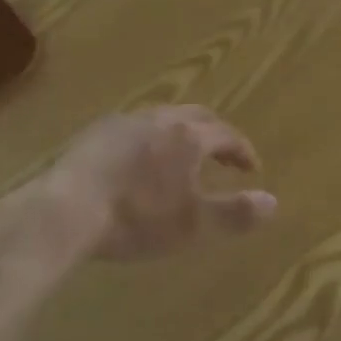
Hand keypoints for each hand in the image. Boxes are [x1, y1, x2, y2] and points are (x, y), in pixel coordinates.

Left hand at [40, 105, 277, 261]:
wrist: (66, 209)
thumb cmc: (135, 218)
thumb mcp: (192, 224)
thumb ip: (234, 212)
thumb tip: (273, 201)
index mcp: (188, 137)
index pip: (226, 134)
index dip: (242, 150)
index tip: (251, 168)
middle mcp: (162, 118)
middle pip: (198, 116)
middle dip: (215, 132)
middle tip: (223, 153)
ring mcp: (127, 120)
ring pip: (165, 117)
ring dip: (182, 132)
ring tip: (182, 154)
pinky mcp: (98, 131)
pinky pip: (136, 126)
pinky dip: (151, 137)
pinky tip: (139, 158)